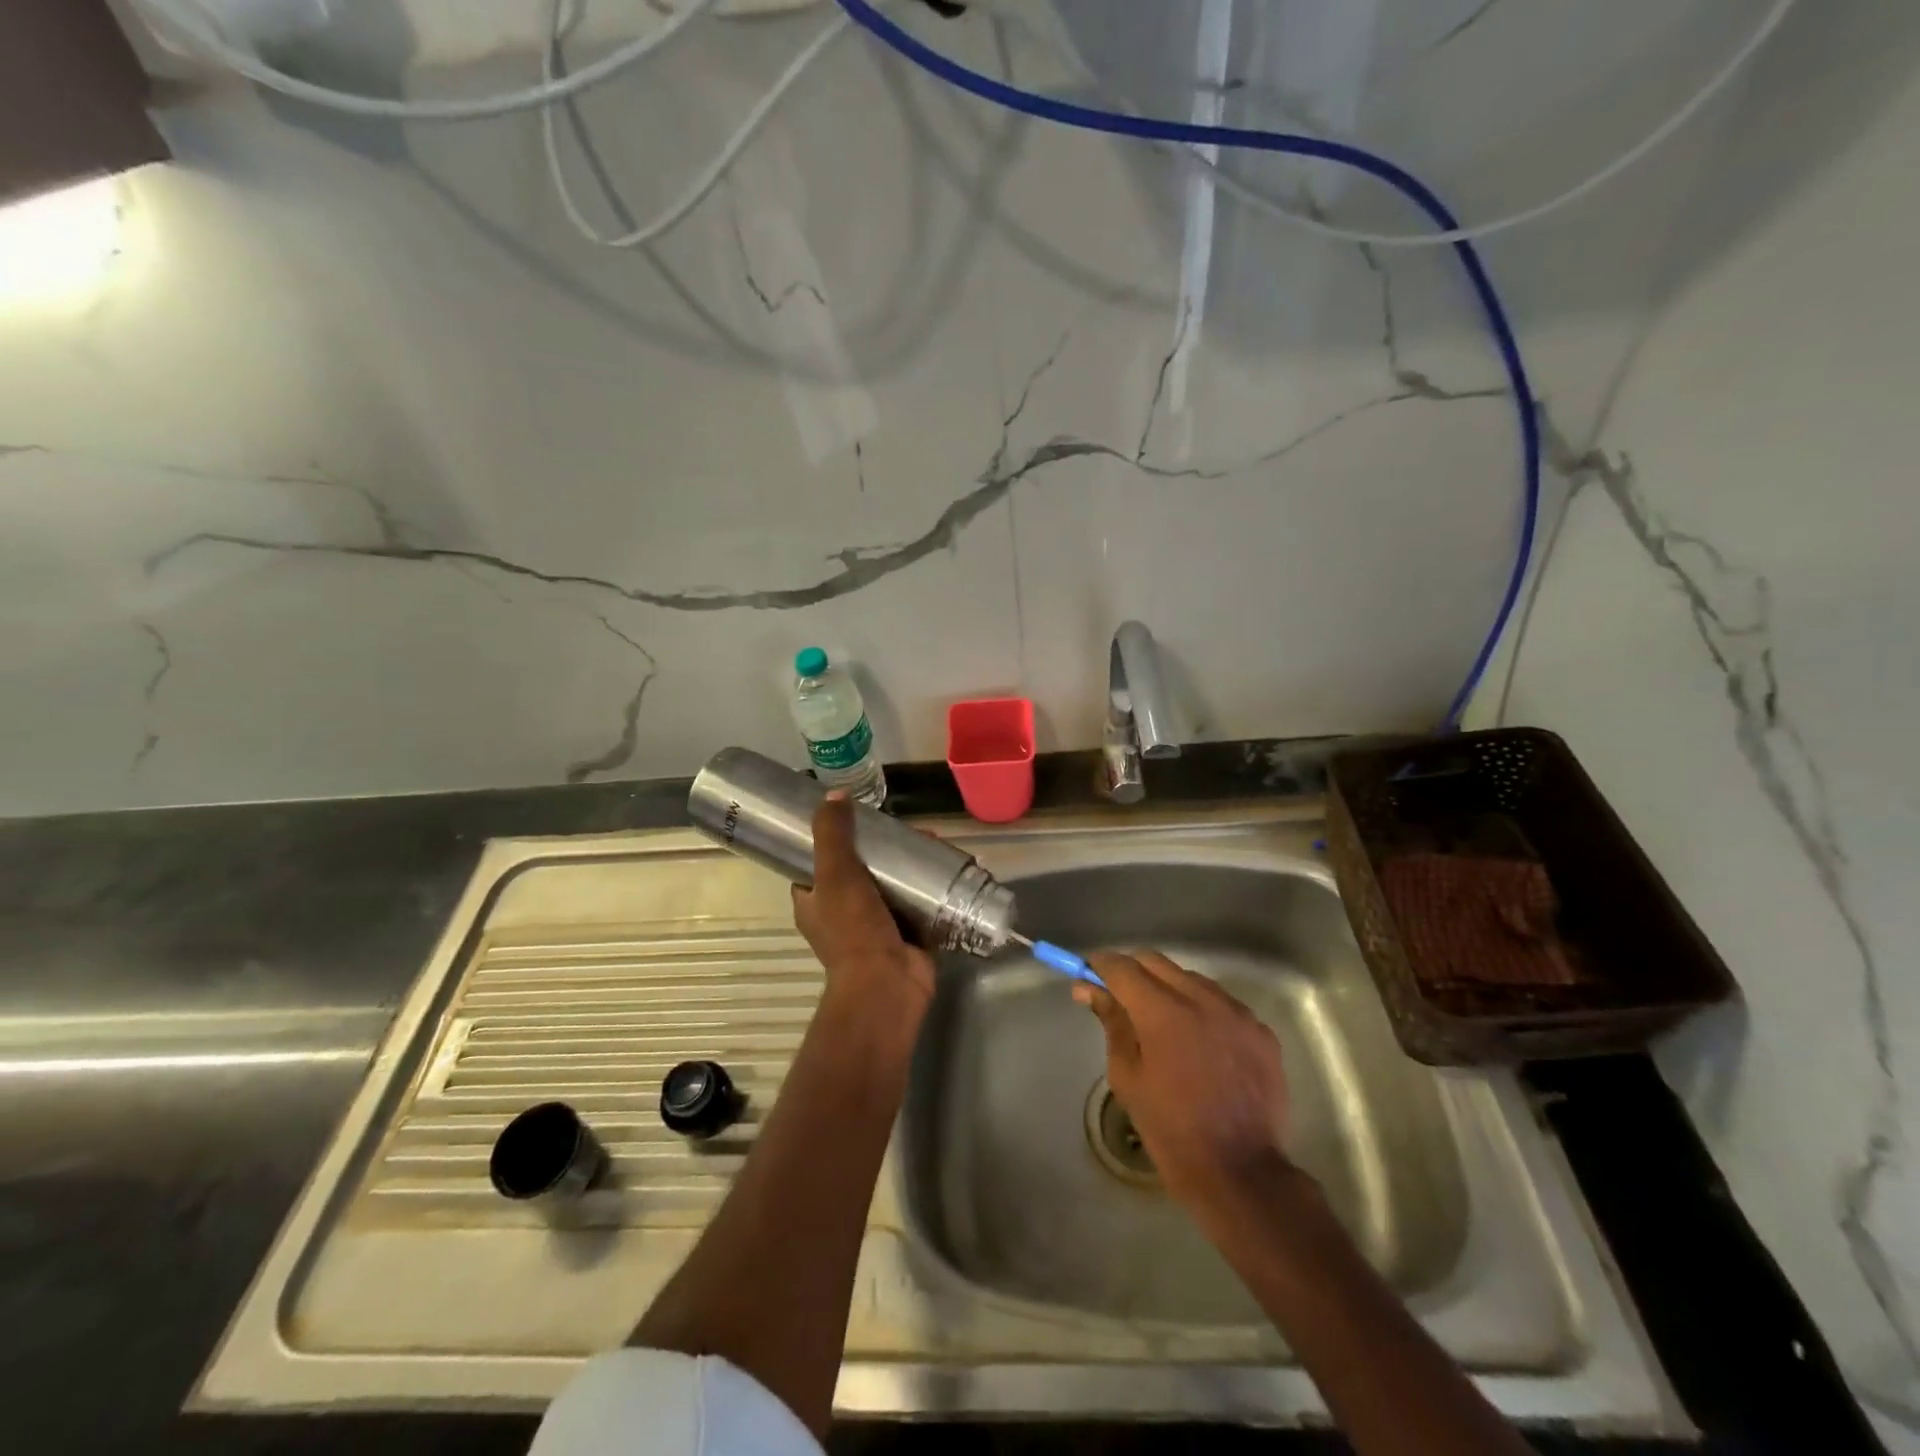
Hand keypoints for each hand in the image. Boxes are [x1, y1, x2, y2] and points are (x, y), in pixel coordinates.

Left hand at [791, 793, 934, 1023]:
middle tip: (907, 828)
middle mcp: (843, 914)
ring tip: (933, 840)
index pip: (818, 863)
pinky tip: (950, 865)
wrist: (887, 985)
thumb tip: (834, 794)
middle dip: (885, 849)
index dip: (834, 839)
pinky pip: (920, 904)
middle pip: (863, 870)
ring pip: (893, 885)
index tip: (859, 818)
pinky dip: (933, 887)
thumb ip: (832, 834)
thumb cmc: (853, 930)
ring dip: (912, 865)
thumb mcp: (835, 874)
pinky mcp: (909, 935)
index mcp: (815, 902)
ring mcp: (877, 926)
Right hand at [1077, 950, 1292, 1212]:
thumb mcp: (1128, 1077)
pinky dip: (1204, 1011)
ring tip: (1163, 1024)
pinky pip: (1223, 1004)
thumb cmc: (1171, 1129)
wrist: (1241, 1173)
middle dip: (1133, 972)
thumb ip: (1112, 1023)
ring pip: (1192, 979)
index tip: (1089, 974)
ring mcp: (1238, 1013)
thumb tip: (1090, 988)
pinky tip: (1200, 1044)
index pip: (1123, 967)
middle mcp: (1203, 999)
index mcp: (1163, 1012)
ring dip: (1170, 988)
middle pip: (1157, 963)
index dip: (1101, 966)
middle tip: (1120, 998)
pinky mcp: (1261, 1031)